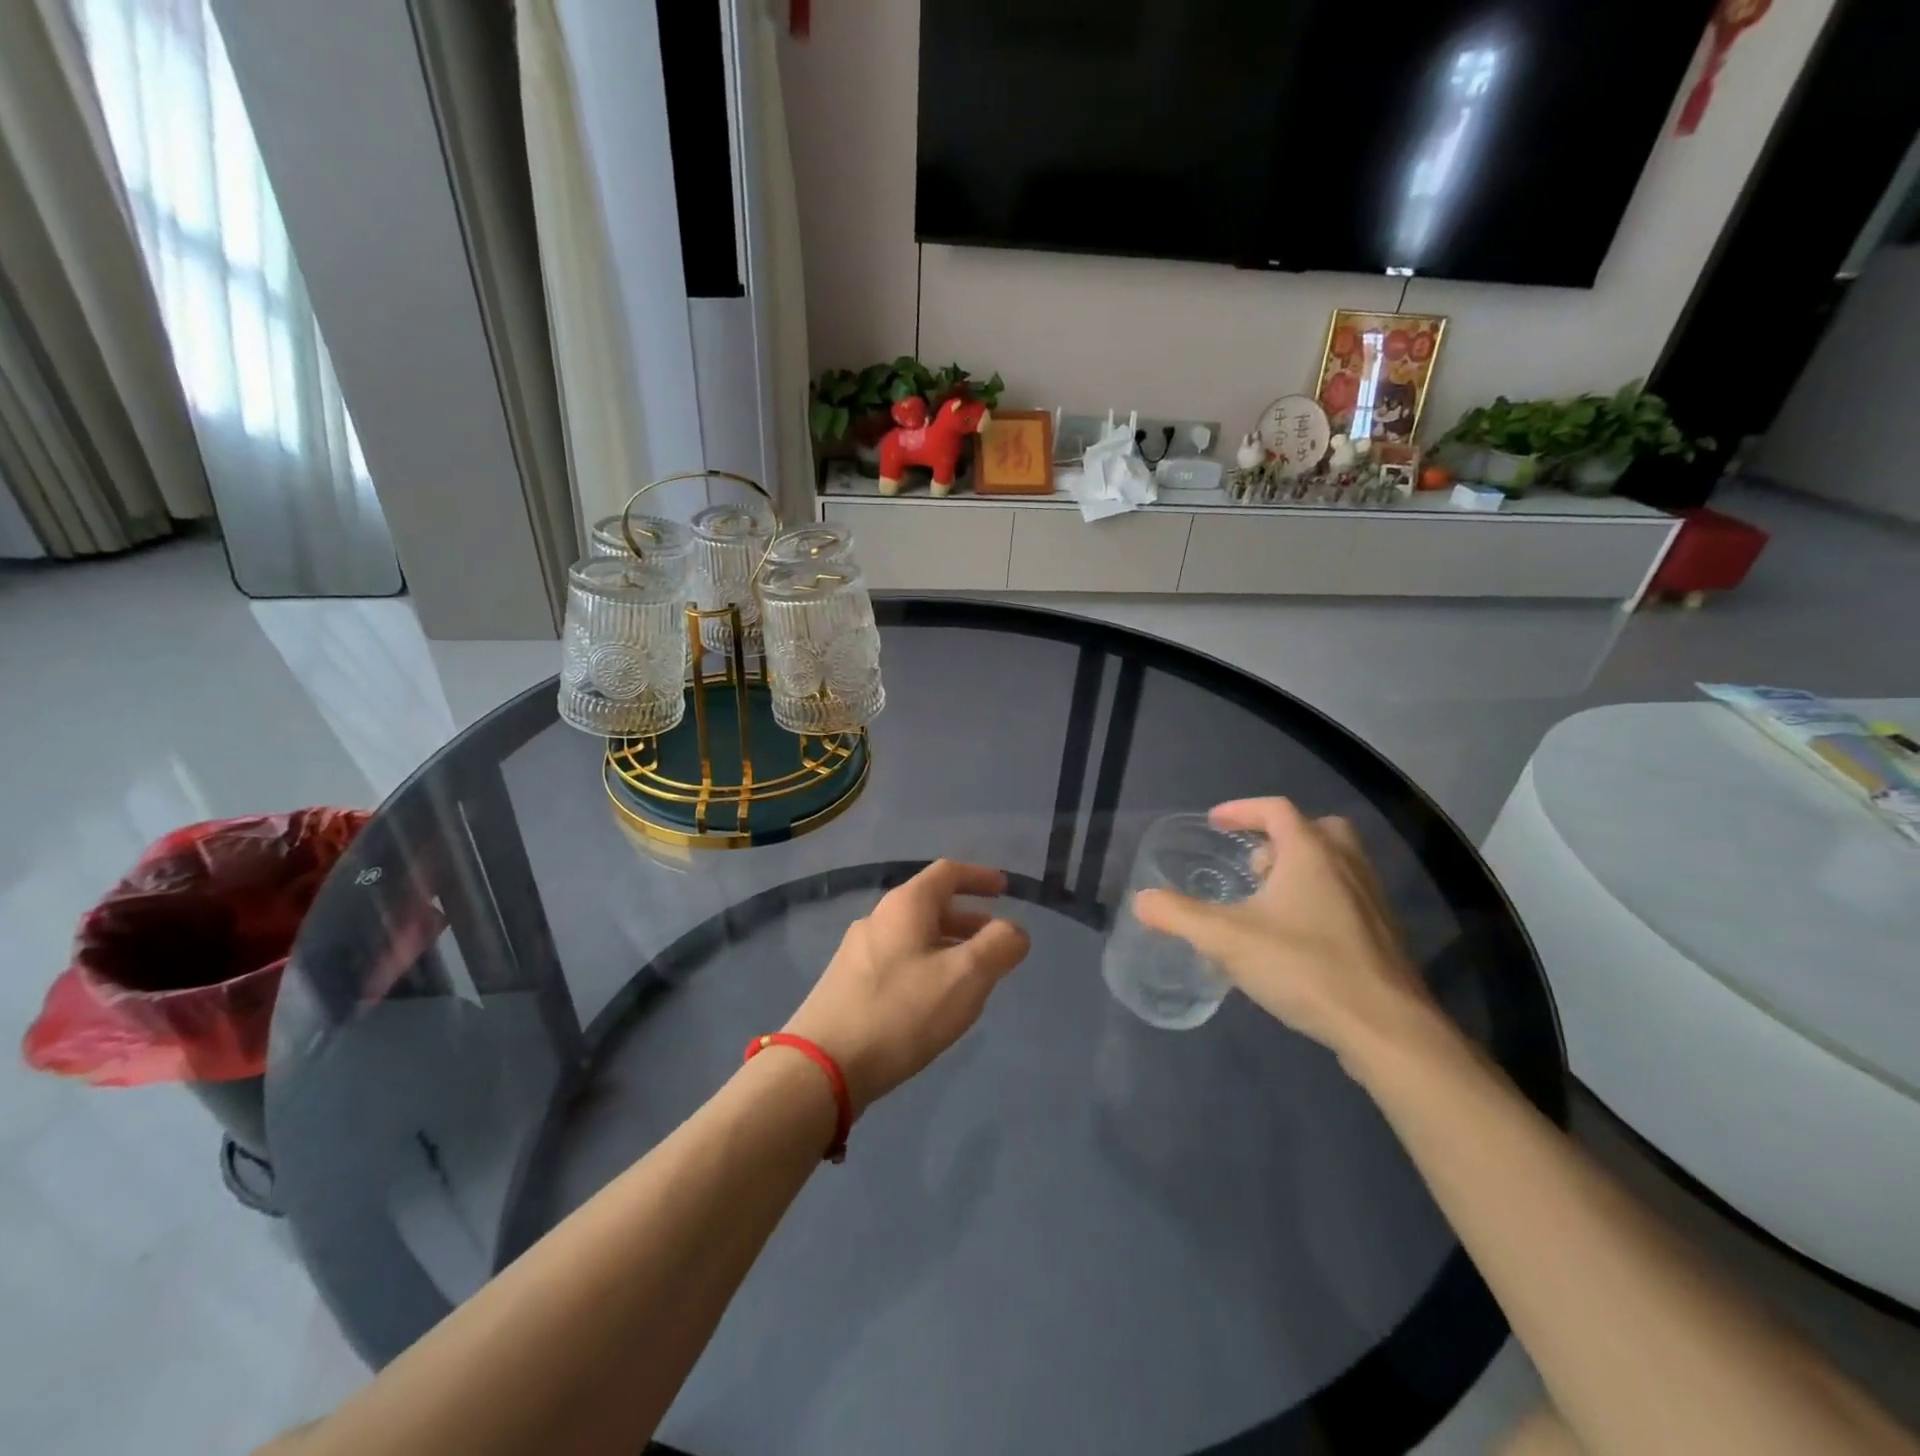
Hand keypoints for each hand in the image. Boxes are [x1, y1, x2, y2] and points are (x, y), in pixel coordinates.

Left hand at [783, 861, 1030, 1115]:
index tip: (1005, 888)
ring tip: (972, 974)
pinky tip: (934, 999)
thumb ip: (998, 948)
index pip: (948, 872)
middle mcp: (878, 918)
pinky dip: (927, 964)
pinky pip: (899, 959)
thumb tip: (1015, 930)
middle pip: (930, 904)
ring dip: (948, 944)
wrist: (822, 1066)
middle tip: (995, 938)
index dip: (980, 876)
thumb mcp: (964, 978)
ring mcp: (858, 951)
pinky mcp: (848, 983)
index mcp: (905, 906)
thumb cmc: (900, 1012)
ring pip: (914, 935)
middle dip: (968, 917)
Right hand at [1133, 798, 1446, 1069]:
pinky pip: (1347, 896)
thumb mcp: (1227, 939)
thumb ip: (1179, 915)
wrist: (1386, 1027)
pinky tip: (1298, 938)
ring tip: (1269, 903)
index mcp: (1311, 853)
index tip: (1215, 822)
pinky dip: (1320, 899)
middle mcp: (1347, 865)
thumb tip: (1141, 900)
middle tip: (1253, 865)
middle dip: (1280, 839)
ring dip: (1301, 870)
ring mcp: (1371, 899)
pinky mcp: (1384, 934)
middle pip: (1316, 829)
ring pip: (1336, 864)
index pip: (1275, 809)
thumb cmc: (1304, 967)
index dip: (1241, 810)